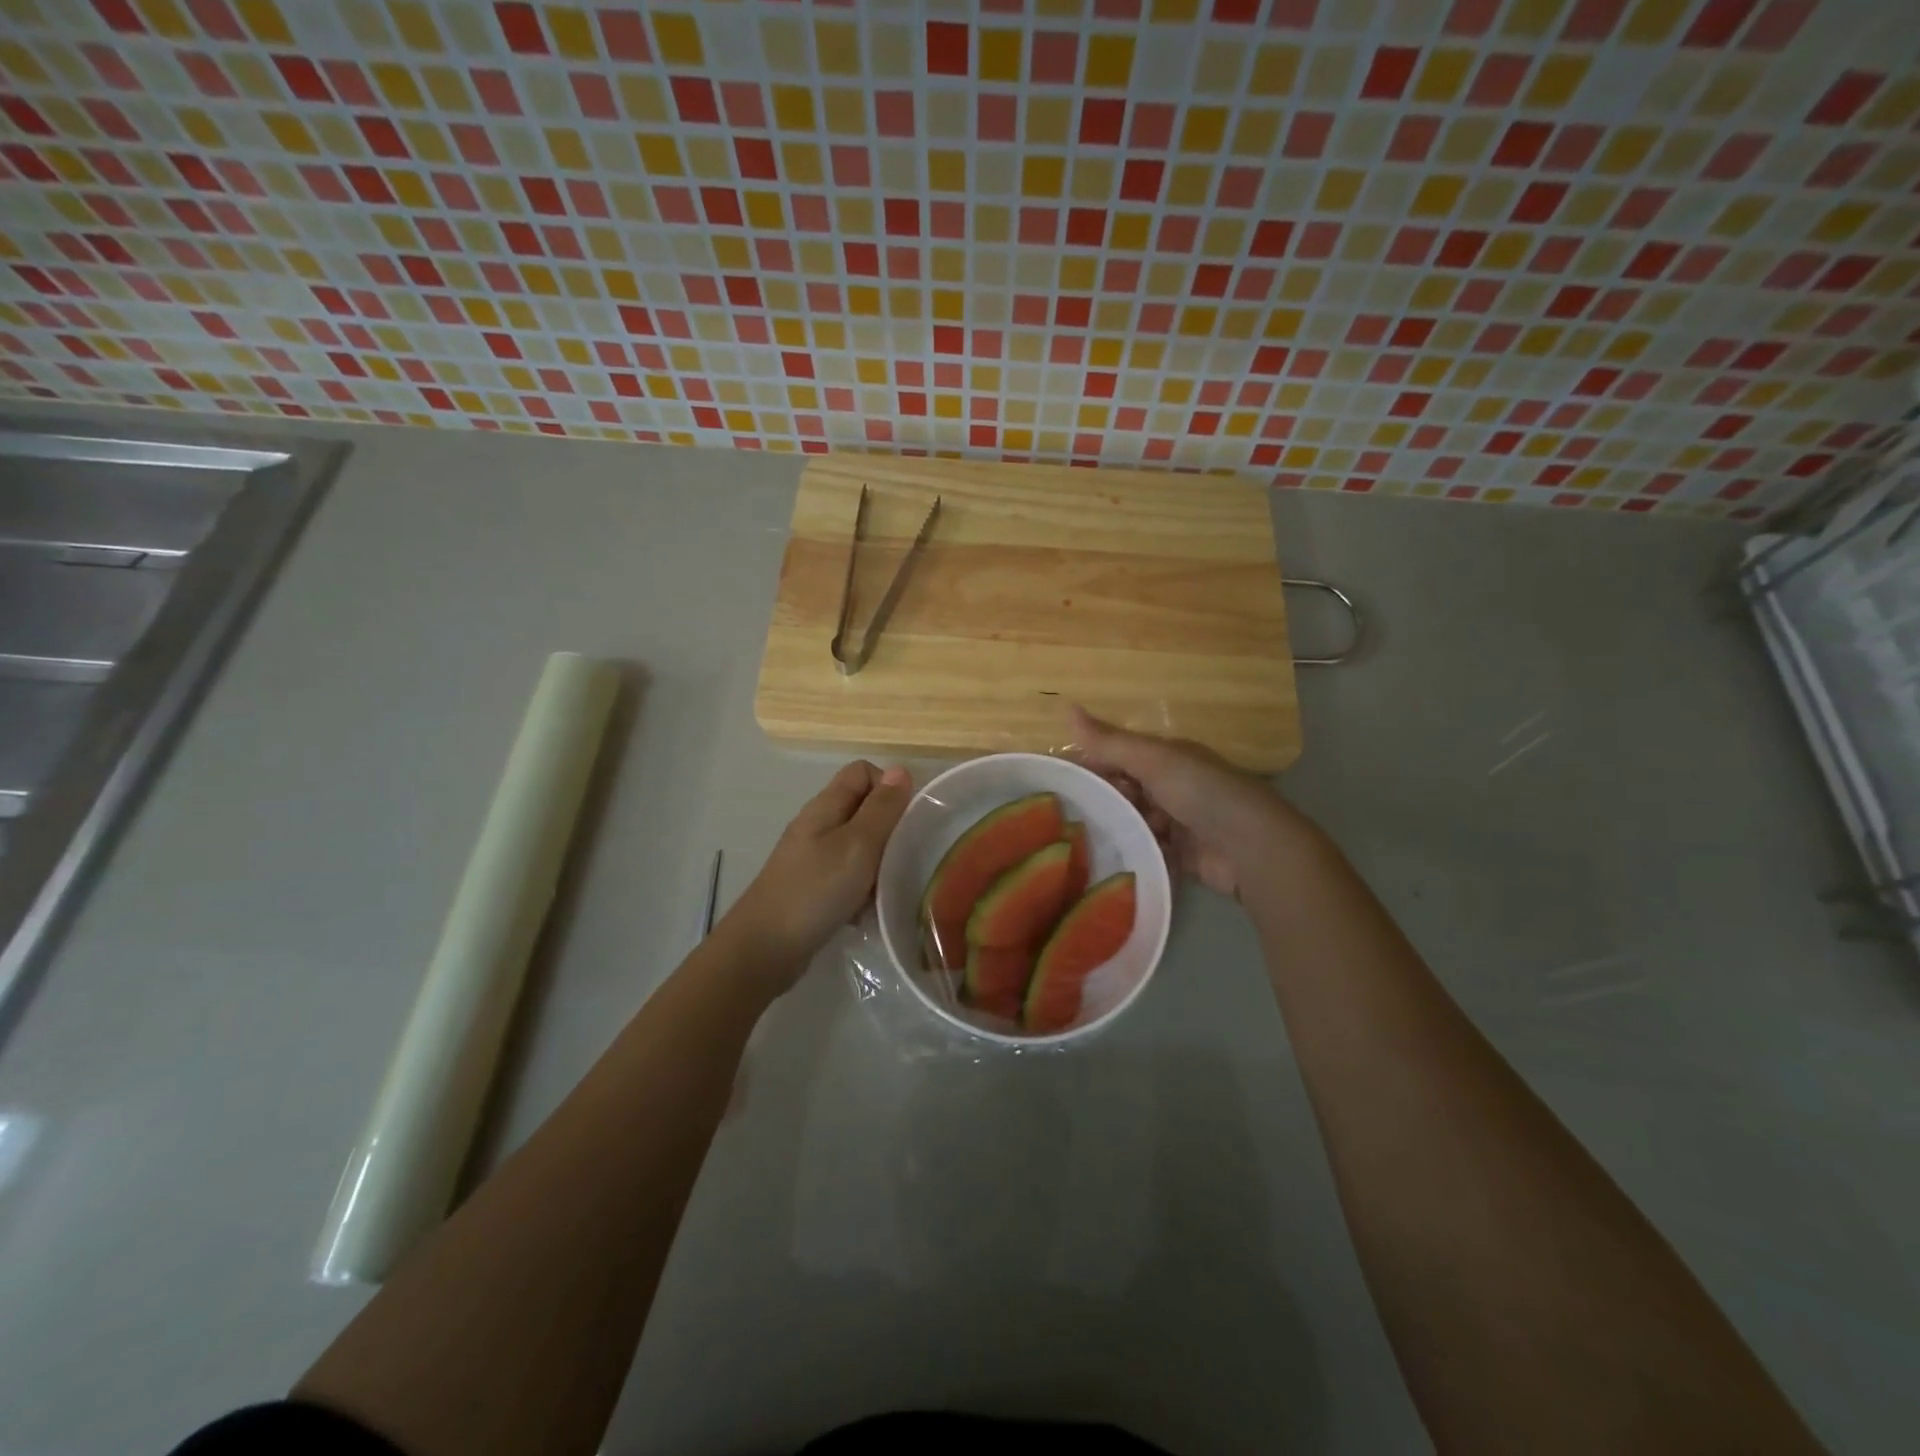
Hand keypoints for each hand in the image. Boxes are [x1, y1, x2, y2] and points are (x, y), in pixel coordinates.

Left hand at [724, 761, 912, 980]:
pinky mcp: (813, 887)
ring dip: (878, 862)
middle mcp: (818, 825)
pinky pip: (848, 876)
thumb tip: (900, 770)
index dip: (889, 786)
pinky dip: (862, 888)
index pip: (862, 772)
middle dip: (889, 827)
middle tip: (905, 855)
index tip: (908, 818)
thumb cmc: (815, 889)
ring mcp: (813, 857)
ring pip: (858, 845)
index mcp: (826, 806)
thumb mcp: (858, 844)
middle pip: (862, 808)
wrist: (765, 948)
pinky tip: (867, 910)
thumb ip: (881, 808)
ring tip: (889, 886)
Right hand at [1070, 706, 1301, 898]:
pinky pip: (1148, 849)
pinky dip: (1132, 851)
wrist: (1250, 847)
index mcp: (1168, 758)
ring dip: (1115, 828)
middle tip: (1065, 816)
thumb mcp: (1152, 759)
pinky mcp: (1181, 855)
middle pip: (1125, 790)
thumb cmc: (1201, 791)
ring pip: (1134, 821)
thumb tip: (1066, 708)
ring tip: (1078, 840)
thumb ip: (1109, 742)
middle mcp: (1173, 787)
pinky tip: (1105, 859)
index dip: (1090, 764)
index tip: (1057, 780)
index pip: (1120, 756)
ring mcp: (1178, 822)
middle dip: (1100, 799)